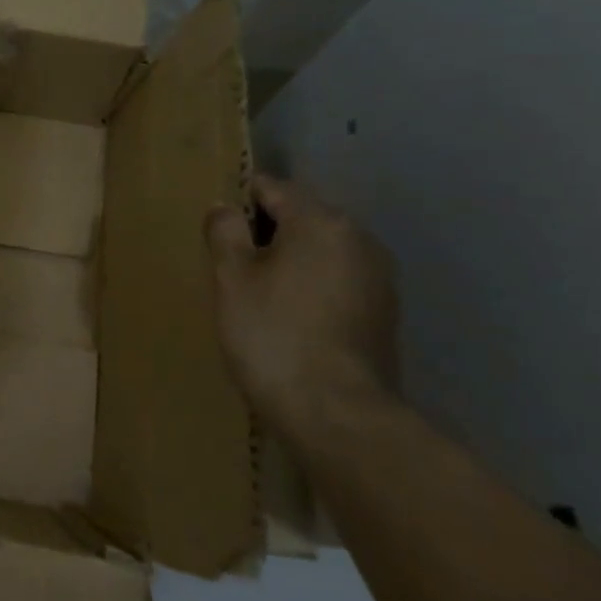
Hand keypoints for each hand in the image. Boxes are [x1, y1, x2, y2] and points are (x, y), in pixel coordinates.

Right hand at [204, 173, 399, 437]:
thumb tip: (226, 206)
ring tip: (258, 294)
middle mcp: (359, 239)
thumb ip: (225, 232)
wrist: (334, 412)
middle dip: (266, 233)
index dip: (239, 200)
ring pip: (321, 252)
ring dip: (290, 262)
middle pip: (302, 218)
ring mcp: (378, 278)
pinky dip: (311, 289)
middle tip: (230, 265)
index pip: (273, 188)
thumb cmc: (272, 334)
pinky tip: (289, 318)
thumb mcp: (231, 278)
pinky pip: (337, 282)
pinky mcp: (384, 314)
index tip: (216, 228)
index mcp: (322, 222)